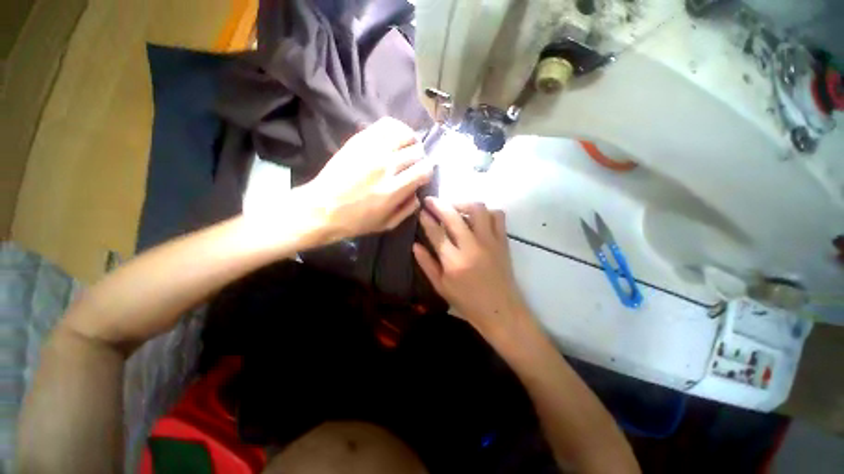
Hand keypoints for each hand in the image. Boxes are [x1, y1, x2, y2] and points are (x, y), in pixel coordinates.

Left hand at [304, 117, 433, 241]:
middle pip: (416, 151)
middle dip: (420, 158)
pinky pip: (385, 124)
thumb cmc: (356, 221)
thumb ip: (408, 210)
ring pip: (404, 133)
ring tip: (407, 148)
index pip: (423, 170)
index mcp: (392, 190)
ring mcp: (371, 150)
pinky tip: (395, 137)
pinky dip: (397, 128)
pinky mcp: (359, 140)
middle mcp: (385, 166)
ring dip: (411, 141)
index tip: (422, 176)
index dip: (427, 172)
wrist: (322, 208)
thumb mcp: (386, 225)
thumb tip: (418, 193)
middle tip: (414, 164)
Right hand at [413, 197, 532, 341]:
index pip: (436, 232)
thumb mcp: (441, 287)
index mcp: (453, 262)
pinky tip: (477, 218)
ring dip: (463, 204)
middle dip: (439, 204)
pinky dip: (486, 211)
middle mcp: (472, 247)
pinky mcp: (503, 241)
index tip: (421, 211)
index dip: (426, 219)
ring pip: (478, 209)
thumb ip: (426, 264)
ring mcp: (490, 242)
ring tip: (454, 208)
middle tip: (430, 200)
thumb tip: (415, 245)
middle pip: (453, 216)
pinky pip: (497, 216)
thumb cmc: (468, 302)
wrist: (501, 310)